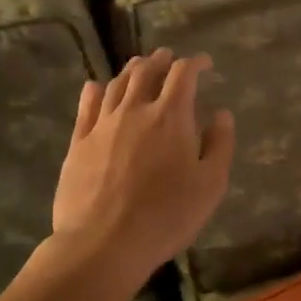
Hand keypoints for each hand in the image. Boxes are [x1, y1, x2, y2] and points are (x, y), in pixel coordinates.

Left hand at [51, 49, 234, 281]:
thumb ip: (220, 144)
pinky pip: (86, 108)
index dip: (195, 63)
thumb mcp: (210, 184)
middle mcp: (135, 110)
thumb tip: (222, 114)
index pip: (183, 74)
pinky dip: (94, 91)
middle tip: (169, 58)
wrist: (104, 243)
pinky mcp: (79, 144)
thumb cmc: (167, 215)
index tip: (205, 63)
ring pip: (116, 85)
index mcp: (171, 117)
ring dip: (131, 71)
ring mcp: (102, 125)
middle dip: (160, 60)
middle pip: (146, 72)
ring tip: (139, 67)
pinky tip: (95, 87)